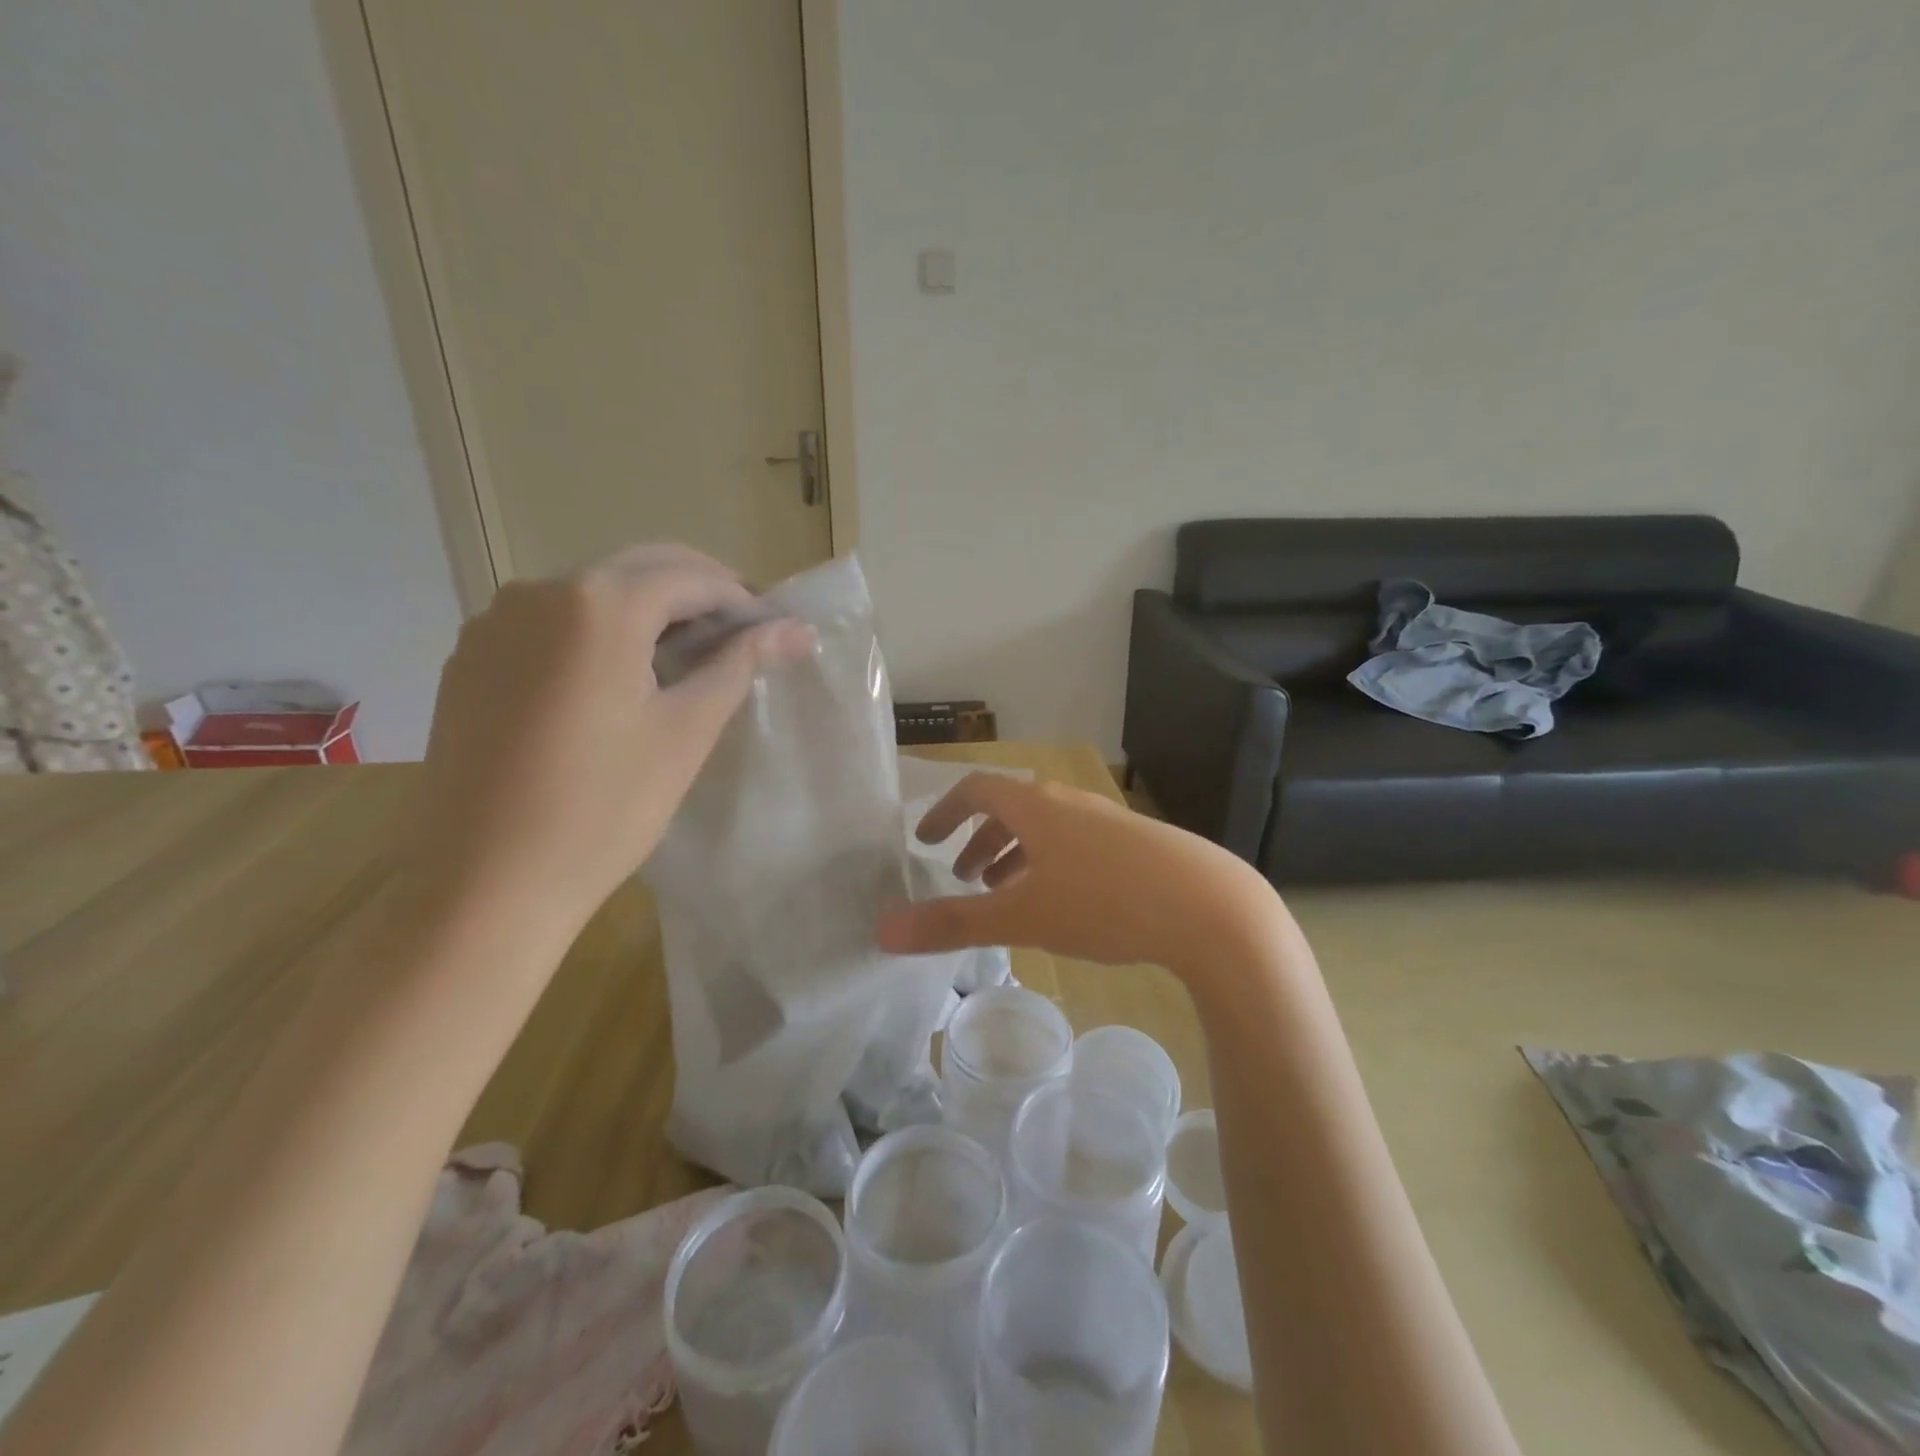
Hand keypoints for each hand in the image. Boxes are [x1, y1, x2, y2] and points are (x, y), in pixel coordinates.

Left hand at [408, 544, 812, 939]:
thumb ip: (740, 665)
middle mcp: (537, 593)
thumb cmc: (604, 807)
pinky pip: (550, 625)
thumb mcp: (686, 732)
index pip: (689, 576)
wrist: (486, 884)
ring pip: (591, 594)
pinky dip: (597, 634)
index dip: (740, 599)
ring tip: (684, 660)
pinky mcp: (470, 660)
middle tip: (740, 638)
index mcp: (597, 604)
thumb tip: (797, 629)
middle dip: (696, 595)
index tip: (772, 632)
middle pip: (638, 571)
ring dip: (647, 612)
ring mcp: (493, 624)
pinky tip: (617, 681)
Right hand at [873, 774, 1276, 975]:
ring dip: (1017, 853)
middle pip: (1012, 808)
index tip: (925, 840)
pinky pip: (1077, 843)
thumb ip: (951, 924)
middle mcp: (1070, 803)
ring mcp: (1108, 820)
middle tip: (963, 875)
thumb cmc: (1104, 902)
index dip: (945, 812)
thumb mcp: (1021, 917)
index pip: (977, 791)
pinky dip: (1051, 863)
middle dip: (981, 839)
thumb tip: (882, 931)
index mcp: (1036, 806)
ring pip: (1047, 828)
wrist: (1209, 907)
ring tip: (1006, 891)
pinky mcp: (1138, 844)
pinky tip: (1063, 903)